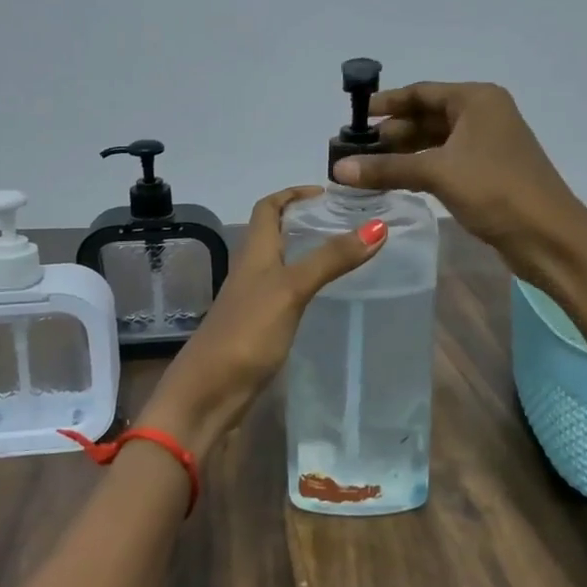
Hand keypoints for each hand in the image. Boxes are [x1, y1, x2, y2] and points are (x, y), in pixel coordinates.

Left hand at [139, 186, 385, 444]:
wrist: (209, 394)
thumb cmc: (247, 332)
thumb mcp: (291, 289)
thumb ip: (331, 259)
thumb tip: (377, 225)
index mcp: (254, 252)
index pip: (268, 208)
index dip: (293, 193)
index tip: (328, 193)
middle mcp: (252, 271)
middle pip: (276, 233)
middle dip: (307, 221)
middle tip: (348, 222)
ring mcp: (254, 301)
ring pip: (282, 264)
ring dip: (309, 253)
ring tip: (348, 254)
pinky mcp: (260, 329)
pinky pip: (287, 294)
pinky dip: (307, 286)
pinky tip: (329, 298)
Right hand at [331, 81, 586, 289]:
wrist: (549, 237)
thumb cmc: (496, 191)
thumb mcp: (438, 174)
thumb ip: (387, 168)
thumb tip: (339, 169)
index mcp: (477, 100)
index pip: (423, 92)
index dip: (387, 103)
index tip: (355, 116)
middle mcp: (484, 115)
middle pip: (428, 116)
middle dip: (393, 132)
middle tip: (355, 149)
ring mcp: (488, 145)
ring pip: (436, 141)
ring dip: (404, 153)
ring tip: (368, 167)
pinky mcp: (489, 173)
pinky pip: (446, 161)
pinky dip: (421, 168)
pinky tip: (397, 180)